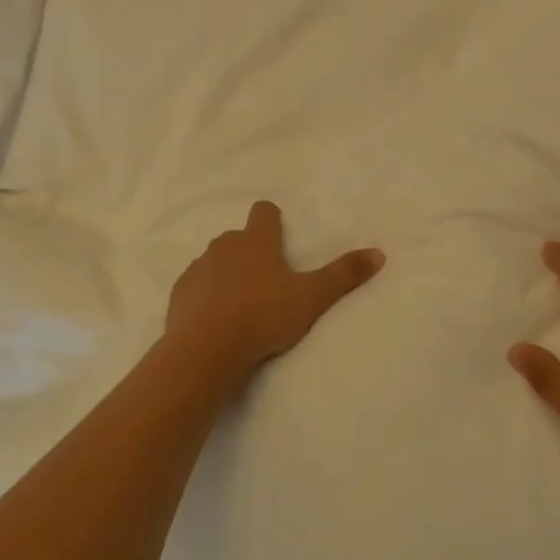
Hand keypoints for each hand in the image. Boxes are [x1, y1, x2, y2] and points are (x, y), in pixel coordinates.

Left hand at [166, 201, 384, 379]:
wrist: (206, 348)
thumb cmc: (263, 316)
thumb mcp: (311, 298)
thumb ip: (343, 275)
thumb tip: (379, 253)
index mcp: (257, 241)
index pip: (264, 212)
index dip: (272, 219)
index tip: (279, 234)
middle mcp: (225, 245)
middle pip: (239, 237)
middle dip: (251, 251)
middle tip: (268, 279)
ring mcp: (199, 267)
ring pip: (216, 260)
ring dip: (228, 273)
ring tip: (242, 303)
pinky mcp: (181, 291)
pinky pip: (197, 285)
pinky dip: (206, 294)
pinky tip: (216, 318)